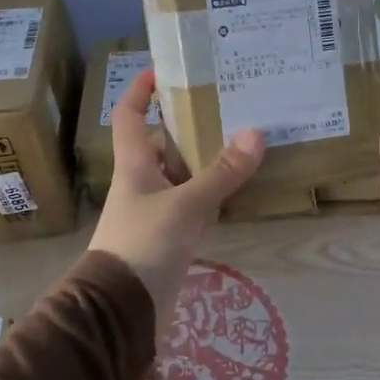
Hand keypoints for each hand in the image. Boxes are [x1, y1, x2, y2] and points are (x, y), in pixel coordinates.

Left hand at [89, 70, 264, 324]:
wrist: (123, 309)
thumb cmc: (144, 245)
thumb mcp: (186, 205)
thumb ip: (221, 173)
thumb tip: (256, 134)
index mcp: (134, 165)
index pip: (129, 116)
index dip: (140, 90)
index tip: (163, 70)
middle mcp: (143, 182)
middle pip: (163, 143)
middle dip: (189, 124)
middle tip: (227, 104)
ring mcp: (157, 210)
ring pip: (183, 174)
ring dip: (206, 159)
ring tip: (243, 137)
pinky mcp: (171, 236)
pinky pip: (195, 203)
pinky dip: (213, 193)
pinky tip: (239, 186)